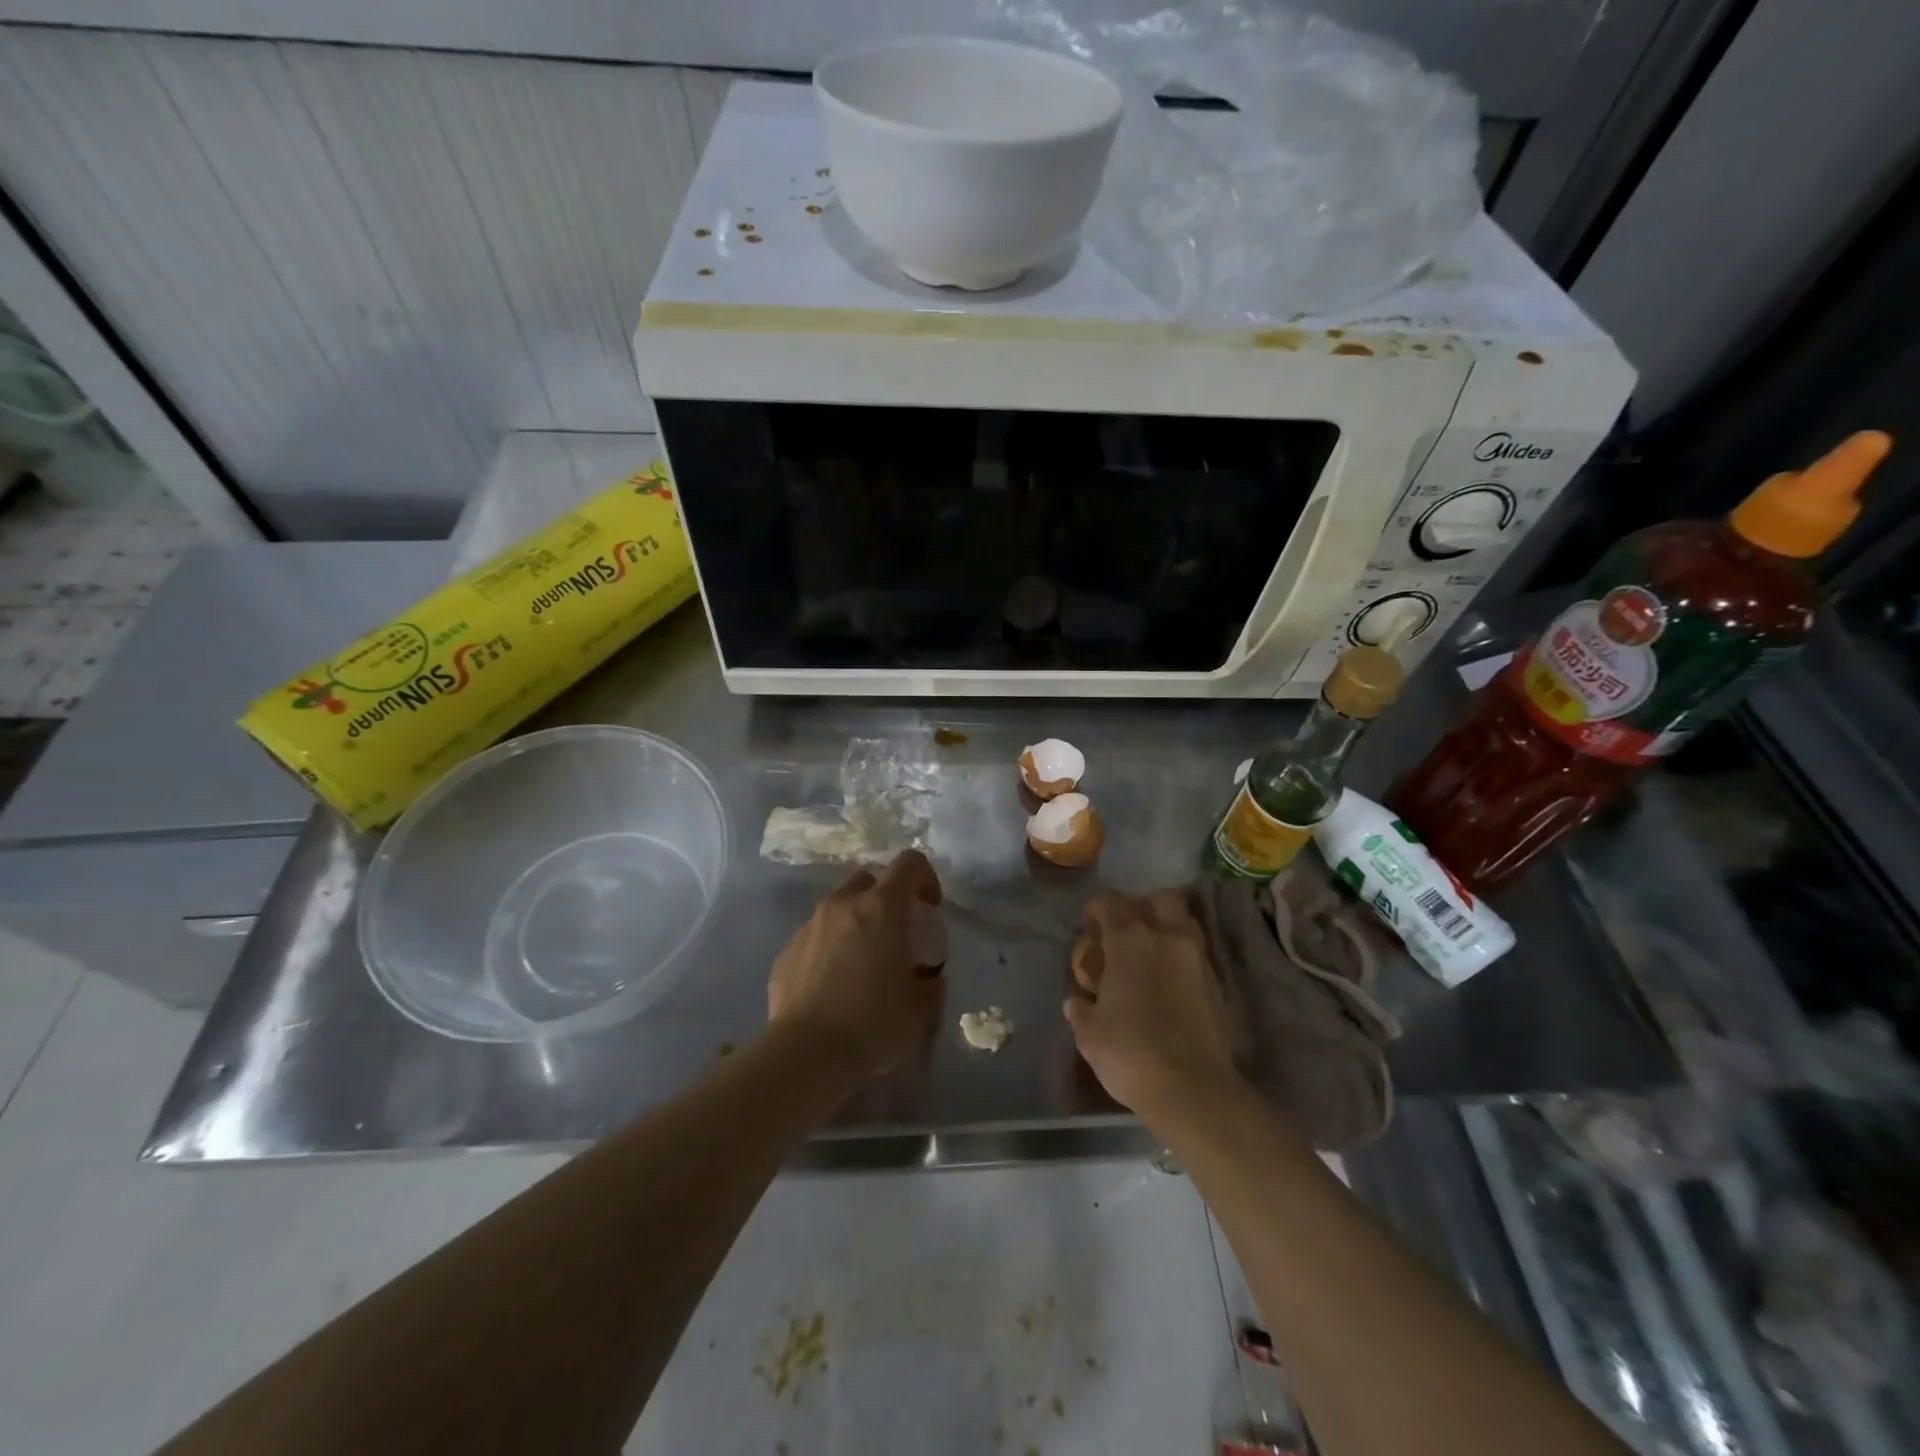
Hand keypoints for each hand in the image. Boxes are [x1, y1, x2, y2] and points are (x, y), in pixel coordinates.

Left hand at [769, 850, 946, 1081]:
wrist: (806, 1054)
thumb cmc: (873, 1023)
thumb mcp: (921, 1008)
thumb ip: (931, 983)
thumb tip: (928, 978)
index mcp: (882, 907)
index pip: (909, 863)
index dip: (925, 877)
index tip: (930, 907)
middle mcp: (842, 904)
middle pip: (869, 880)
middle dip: (886, 899)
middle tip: (896, 935)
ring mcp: (809, 926)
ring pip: (838, 908)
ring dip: (856, 923)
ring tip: (862, 964)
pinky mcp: (785, 951)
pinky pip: (815, 937)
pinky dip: (829, 949)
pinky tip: (833, 986)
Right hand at [1065, 890, 1239, 1122]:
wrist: (1193, 1089)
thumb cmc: (1130, 1053)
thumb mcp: (1089, 1034)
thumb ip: (1081, 1010)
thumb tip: (1078, 1002)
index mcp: (1130, 941)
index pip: (1111, 902)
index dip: (1097, 911)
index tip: (1090, 930)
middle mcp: (1167, 938)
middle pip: (1160, 898)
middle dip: (1143, 908)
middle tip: (1128, 934)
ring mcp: (1197, 959)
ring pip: (1185, 921)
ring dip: (1168, 928)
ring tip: (1151, 956)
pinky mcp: (1218, 984)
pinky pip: (1197, 954)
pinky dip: (1182, 959)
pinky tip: (1170, 984)